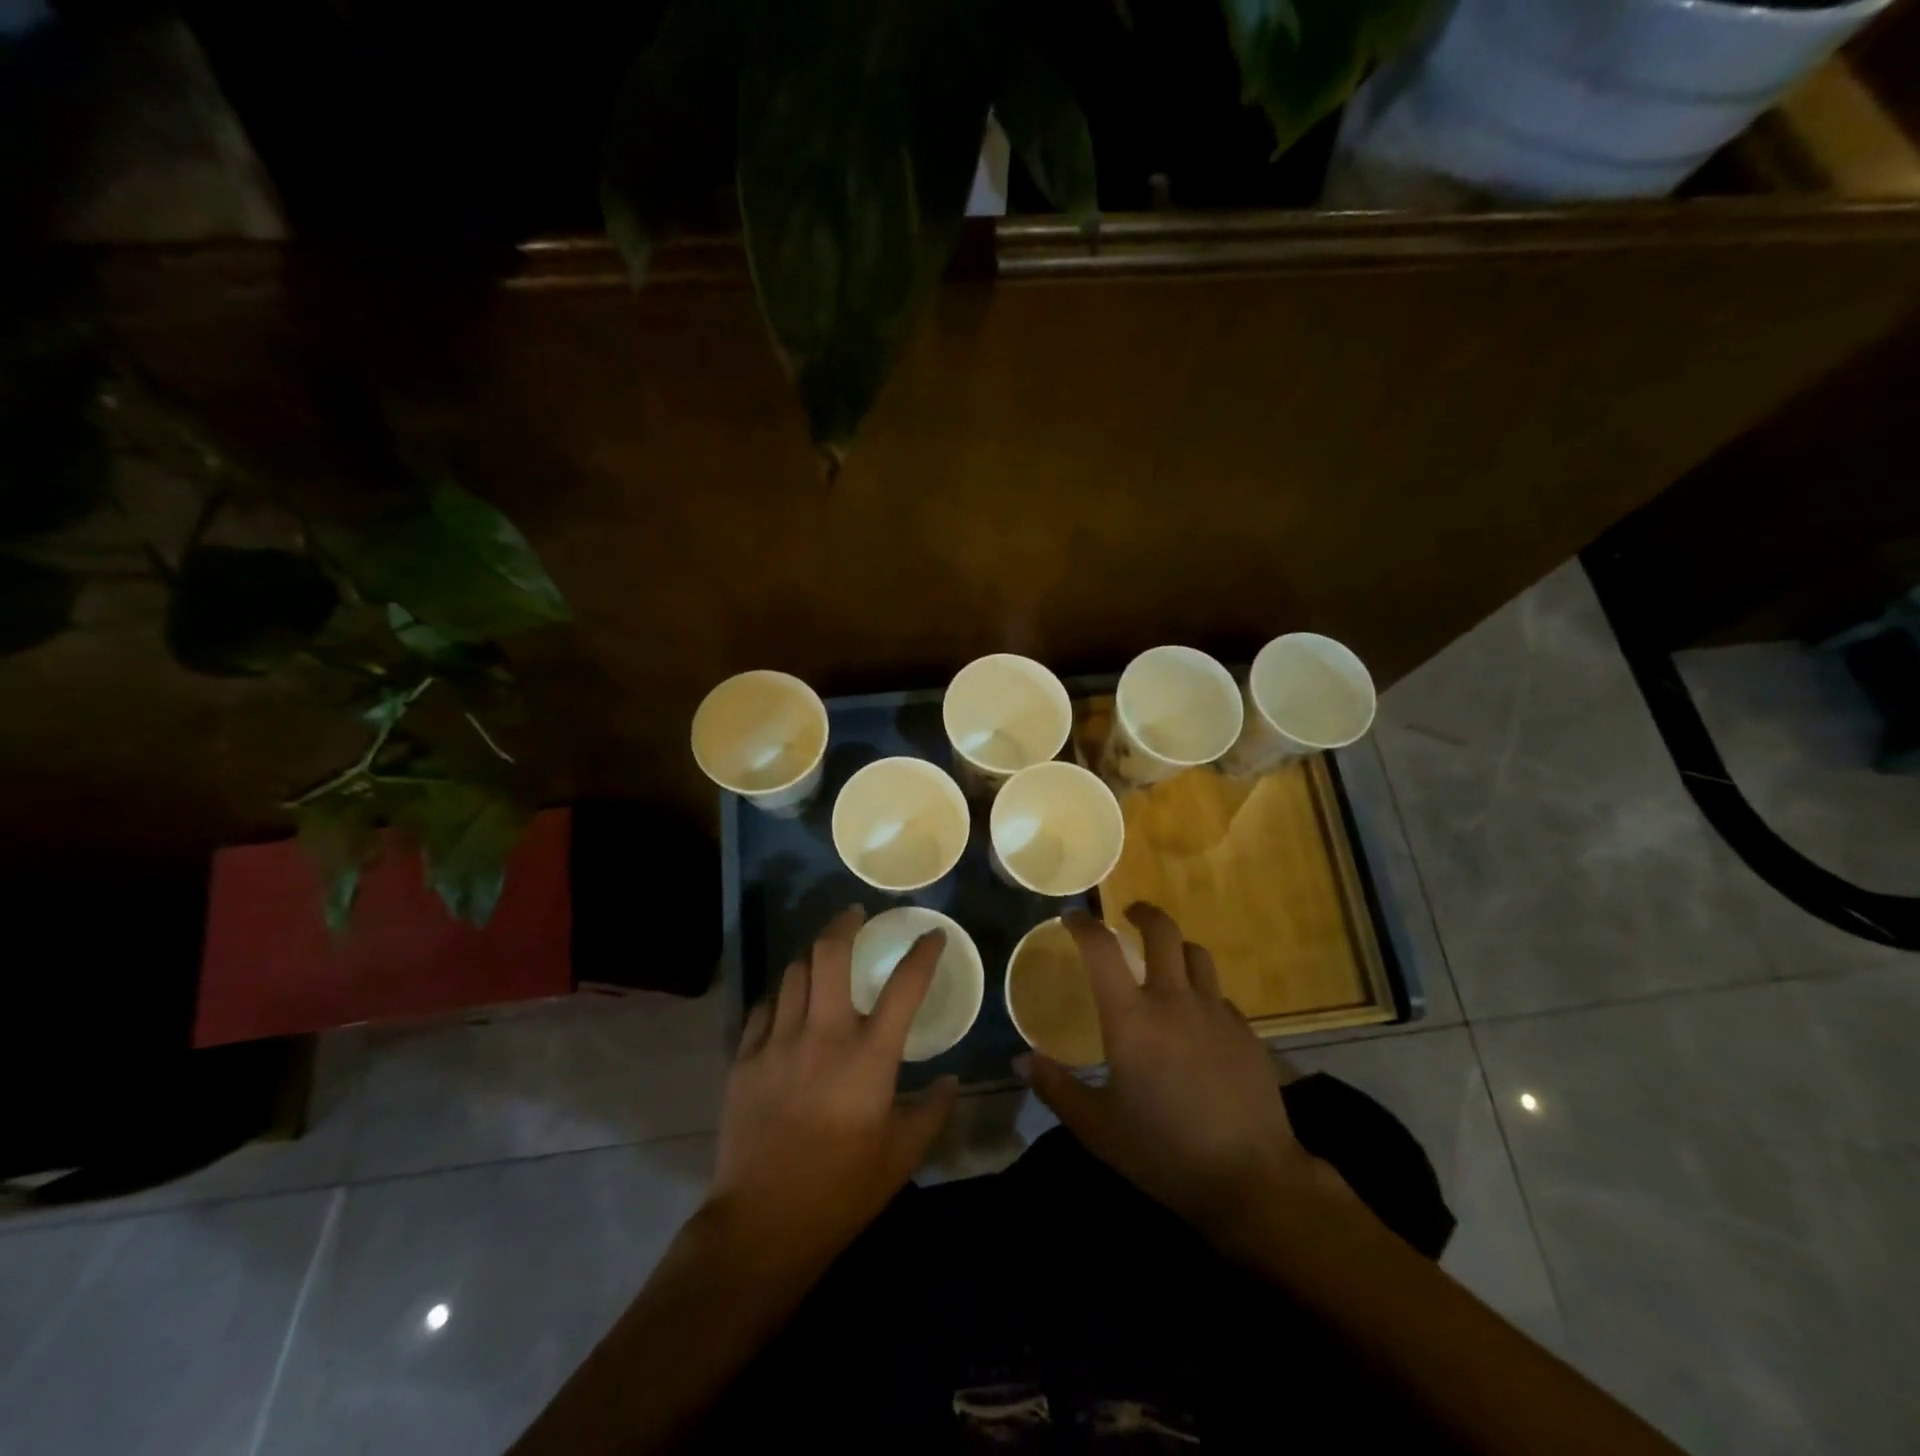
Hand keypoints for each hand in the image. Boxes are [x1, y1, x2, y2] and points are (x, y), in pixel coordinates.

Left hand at [707, 905, 958, 1270]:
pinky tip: (789, 1004)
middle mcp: (823, 1035)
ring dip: (813, 957)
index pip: (904, 986)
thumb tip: (950, 1081)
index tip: (931, 935)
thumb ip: (932, 1111)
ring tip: (824, 957)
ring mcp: (778, 1043)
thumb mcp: (902, 1156)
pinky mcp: (745, 1060)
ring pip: (793, 973)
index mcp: (869, 1056)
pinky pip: (763, 1008)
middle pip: (829, 954)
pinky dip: (782, 996)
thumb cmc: (842, 1191)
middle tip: (857, 915)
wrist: (762, 1225)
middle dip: (845, 923)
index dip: (923, 953)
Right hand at [1021, 904, 1351, 1251]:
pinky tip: (1196, 1018)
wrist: (1252, 1179)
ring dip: (1176, 947)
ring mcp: (1215, 1012)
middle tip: (1129, 914)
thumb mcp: (1097, 1128)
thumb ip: (1056, 1088)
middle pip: (1162, 931)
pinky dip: (1201, 990)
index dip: (1083, 925)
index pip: (1101, 948)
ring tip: (1165, 959)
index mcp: (1131, 1018)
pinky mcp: (1245, 1031)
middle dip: (1143, 913)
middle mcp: (1173, 1000)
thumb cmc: (1164, 1152)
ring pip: (1196, 954)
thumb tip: (1021, 1060)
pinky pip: (1218, 994)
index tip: (1071, 917)